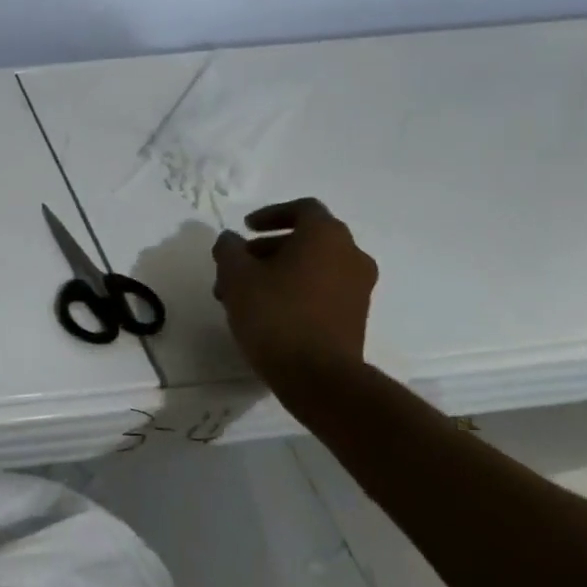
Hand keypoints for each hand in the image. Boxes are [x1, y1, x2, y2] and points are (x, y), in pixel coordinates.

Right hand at [212, 198, 377, 383]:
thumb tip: (231, 240)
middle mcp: (350, 255)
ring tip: (242, 295)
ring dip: (277, 272)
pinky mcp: (355, 316)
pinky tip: (266, 311)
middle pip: (305, 239)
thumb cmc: (275, 314)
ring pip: (311, 267)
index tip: (245, 228)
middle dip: (266, 249)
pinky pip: (322, 289)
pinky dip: (295, 290)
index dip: (270, 214)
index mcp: (326, 236)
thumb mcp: (236, 275)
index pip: (302, 209)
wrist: (318, 377)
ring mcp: (358, 288)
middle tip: (236, 267)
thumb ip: (229, 249)